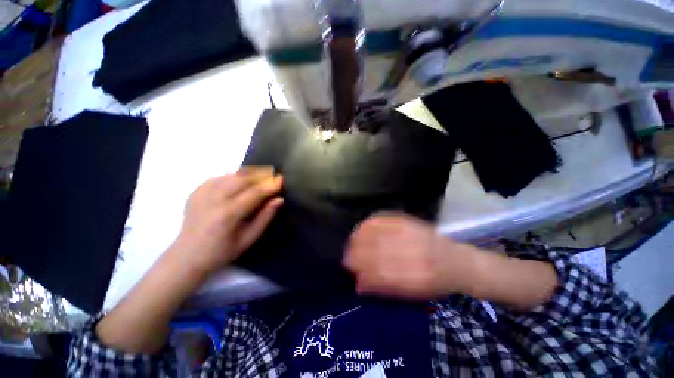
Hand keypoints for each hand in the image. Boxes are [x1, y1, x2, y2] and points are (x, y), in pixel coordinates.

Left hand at [173, 168, 282, 273]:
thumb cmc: (222, 251)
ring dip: (248, 174)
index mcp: (229, 214)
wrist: (187, 257)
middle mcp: (215, 199)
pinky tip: (239, 182)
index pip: (255, 192)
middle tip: (273, 177)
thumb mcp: (249, 238)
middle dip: (261, 175)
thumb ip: (265, 217)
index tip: (282, 180)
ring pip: (231, 175)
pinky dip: (232, 177)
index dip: (270, 184)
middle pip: (243, 178)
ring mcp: (202, 193)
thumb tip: (279, 200)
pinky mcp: (195, 192)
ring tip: (259, 178)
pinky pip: (218, 177)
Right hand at [344, 213, 477, 299]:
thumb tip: (359, 285)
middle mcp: (415, 255)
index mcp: (417, 278)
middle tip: (346, 254)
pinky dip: (371, 223)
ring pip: (379, 234)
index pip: (380, 273)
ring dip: (361, 237)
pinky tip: (363, 226)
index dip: (361, 270)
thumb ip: (385, 289)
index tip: (349, 268)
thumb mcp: (414, 294)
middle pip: (377, 251)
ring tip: (351, 240)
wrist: (458, 263)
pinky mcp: (412, 222)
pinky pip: (386, 219)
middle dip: (357, 253)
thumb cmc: (435, 284)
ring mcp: (414, 235)